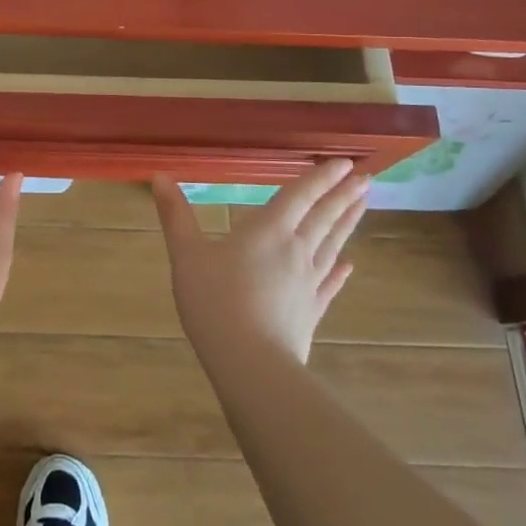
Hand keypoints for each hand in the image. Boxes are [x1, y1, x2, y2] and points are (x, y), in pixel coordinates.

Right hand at [151, 160, 369, 366]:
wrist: (251, 363)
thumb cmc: (215, 301)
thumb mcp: (187, 254)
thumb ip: (175, 215)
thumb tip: (159, 176)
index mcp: (268, 231)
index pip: (299, 196)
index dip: (320, 177)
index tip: (344, 162)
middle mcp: (295, 250)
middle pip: (323, 217)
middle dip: (343, 196)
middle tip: (366, 178)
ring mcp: (308, 282)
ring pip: (332, 245)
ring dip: (348, 223)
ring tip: (363, 205)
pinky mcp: (311, 311)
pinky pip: (329, 284)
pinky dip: (340, 271)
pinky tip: (350, 264)